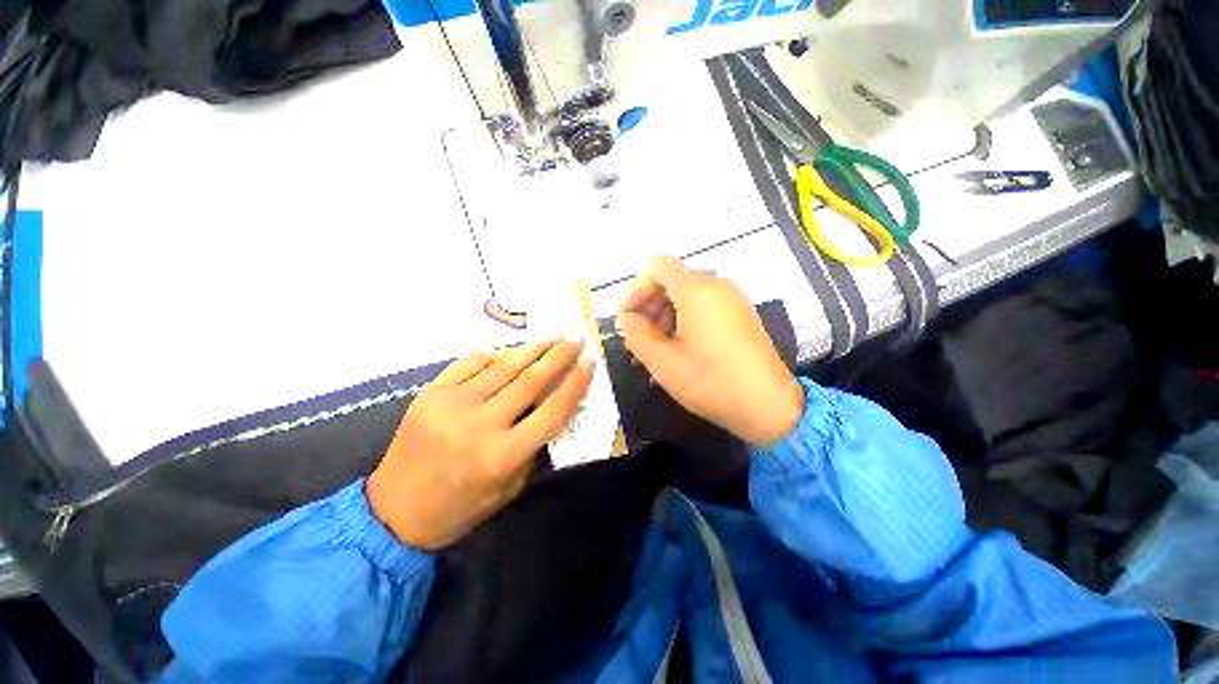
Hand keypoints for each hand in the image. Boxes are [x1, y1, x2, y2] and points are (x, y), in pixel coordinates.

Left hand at [367, 340, 594, 549]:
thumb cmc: (459, 508)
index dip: (575, 384)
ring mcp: (451, 405)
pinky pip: (469, 364)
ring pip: (502, 367)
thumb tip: (550, 407)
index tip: (590, 364)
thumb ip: (532, 448)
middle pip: (529, 381)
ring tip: (551, 337)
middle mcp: (479, 425)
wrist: (392, 513)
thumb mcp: (509, 489)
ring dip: (530, 350)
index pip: (551, 411)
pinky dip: (493, 355)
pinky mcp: (430, 394)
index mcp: (502, 455)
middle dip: (558, 357)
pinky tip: (510, 350)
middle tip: (575, 339)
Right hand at [616, 257, 803, 446]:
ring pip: (688, 293)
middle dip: (650, 304)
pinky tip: (682, 346)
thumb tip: (625, 318)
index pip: (657, 267)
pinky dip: (685, 317)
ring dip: (666, 313)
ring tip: (659, 346)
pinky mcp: (741, 313)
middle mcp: (717, 285)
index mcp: (696, 290)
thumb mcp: (663, 362)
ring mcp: (733, 298)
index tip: (629, 317)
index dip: (637, 288)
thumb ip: (636, 335)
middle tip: (640, 336)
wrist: (769, 405)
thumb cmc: (711, 382)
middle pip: (672, 279)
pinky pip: (705, 304)